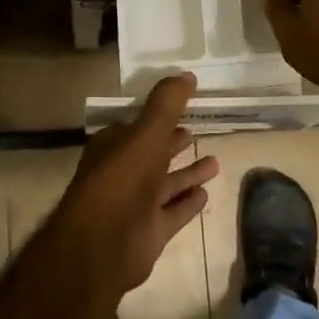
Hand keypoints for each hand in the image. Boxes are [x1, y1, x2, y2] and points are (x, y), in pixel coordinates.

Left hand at [52, 73, 218, 295]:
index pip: (136, 126)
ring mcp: (135, 205)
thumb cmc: (122, 178)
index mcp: (113, 147)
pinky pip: (173, 212)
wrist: (103, 244)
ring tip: (215, 161)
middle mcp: (122, 173)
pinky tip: (206, 193)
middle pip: (152, 154)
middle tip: (194, 131)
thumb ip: (167, 103)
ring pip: (165, 184)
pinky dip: (187, 203)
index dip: (157, 116)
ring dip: (187, 173)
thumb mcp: (147, 132)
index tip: (181, 107)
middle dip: (171, 144)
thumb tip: (188, 74)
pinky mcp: (149, 232)